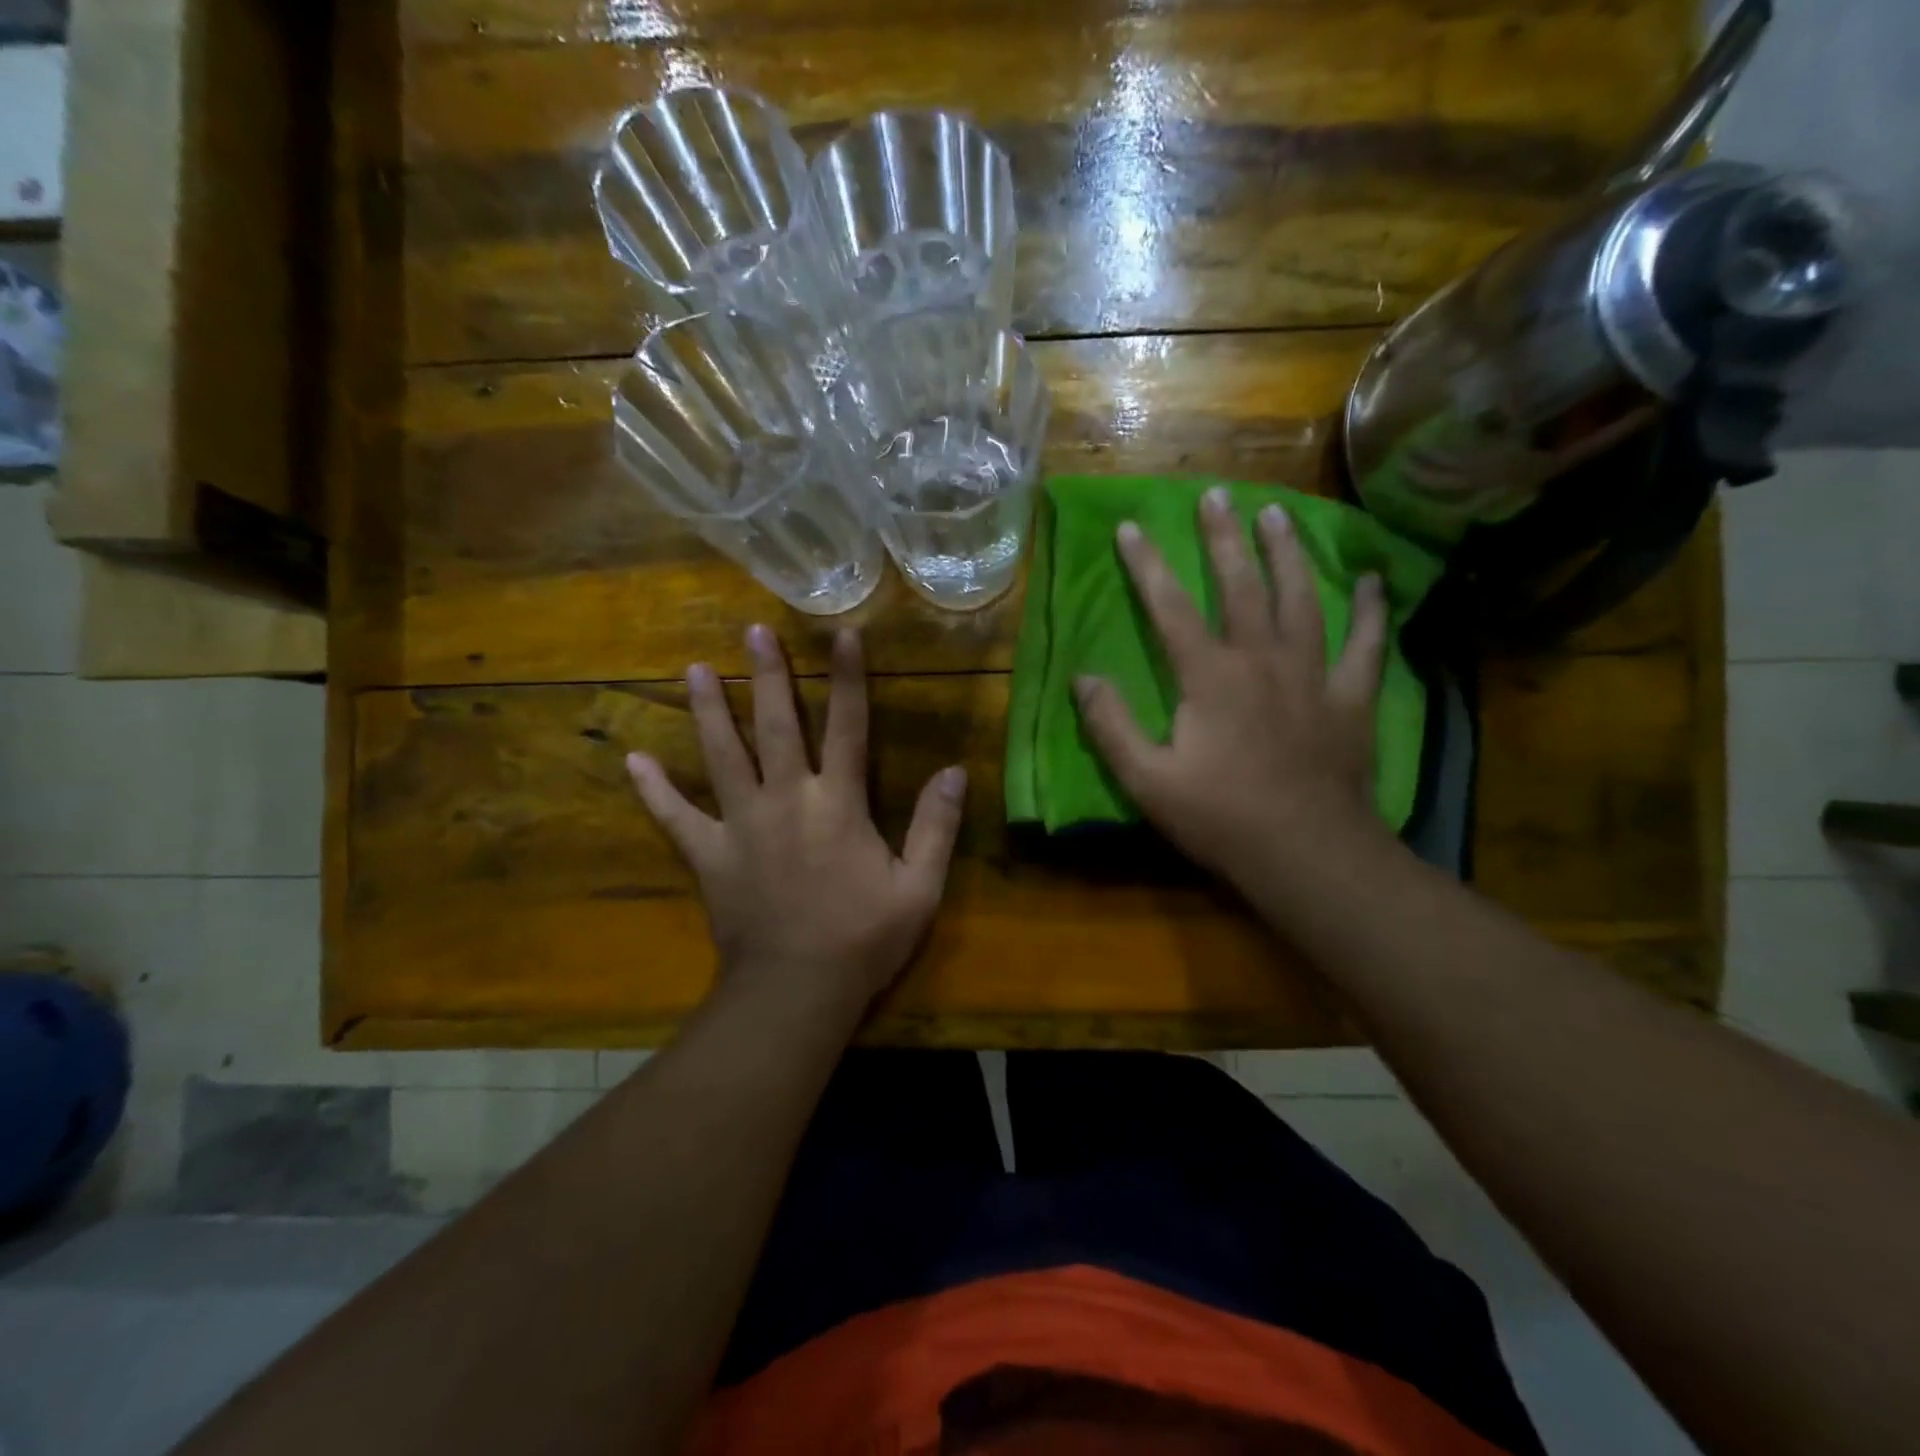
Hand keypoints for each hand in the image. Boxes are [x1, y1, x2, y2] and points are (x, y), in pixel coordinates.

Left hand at [627, 624, 966, 1018]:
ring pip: (722, 756)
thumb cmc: (863, 939)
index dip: (847, 678)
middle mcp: (787, 800)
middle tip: (753, 632)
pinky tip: (633, 761)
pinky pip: (676, 818)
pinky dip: (654, 791)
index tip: (841, 634)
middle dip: (769, 676)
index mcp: (838, 804)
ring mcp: (741, 825)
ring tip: (695, 669)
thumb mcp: (920, 887)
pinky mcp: (709, 856)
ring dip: (710, 711)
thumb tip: (955, 771)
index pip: (848, 727)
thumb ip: (936, 826)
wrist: (797, 991)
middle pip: (777, 726)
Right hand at [1073, 487, 1391, 897]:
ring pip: (1301, 598)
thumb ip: (1111, 726)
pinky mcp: (1350, 698)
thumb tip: (1084, 678)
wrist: (1306, 854)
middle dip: (1224, 538)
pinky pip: (1365, 643)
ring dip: (1288, 553)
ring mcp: (1312, 675)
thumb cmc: (1220, 818)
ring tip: (1278, 514)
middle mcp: (1262, 659)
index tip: (1131, 527)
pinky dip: (1371, 609)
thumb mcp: (1147, 780)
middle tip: (1216, 494)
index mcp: (1210, 676)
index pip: (1169, 607)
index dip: (1147, 565)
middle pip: (1241, 585)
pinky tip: (1372, 579)